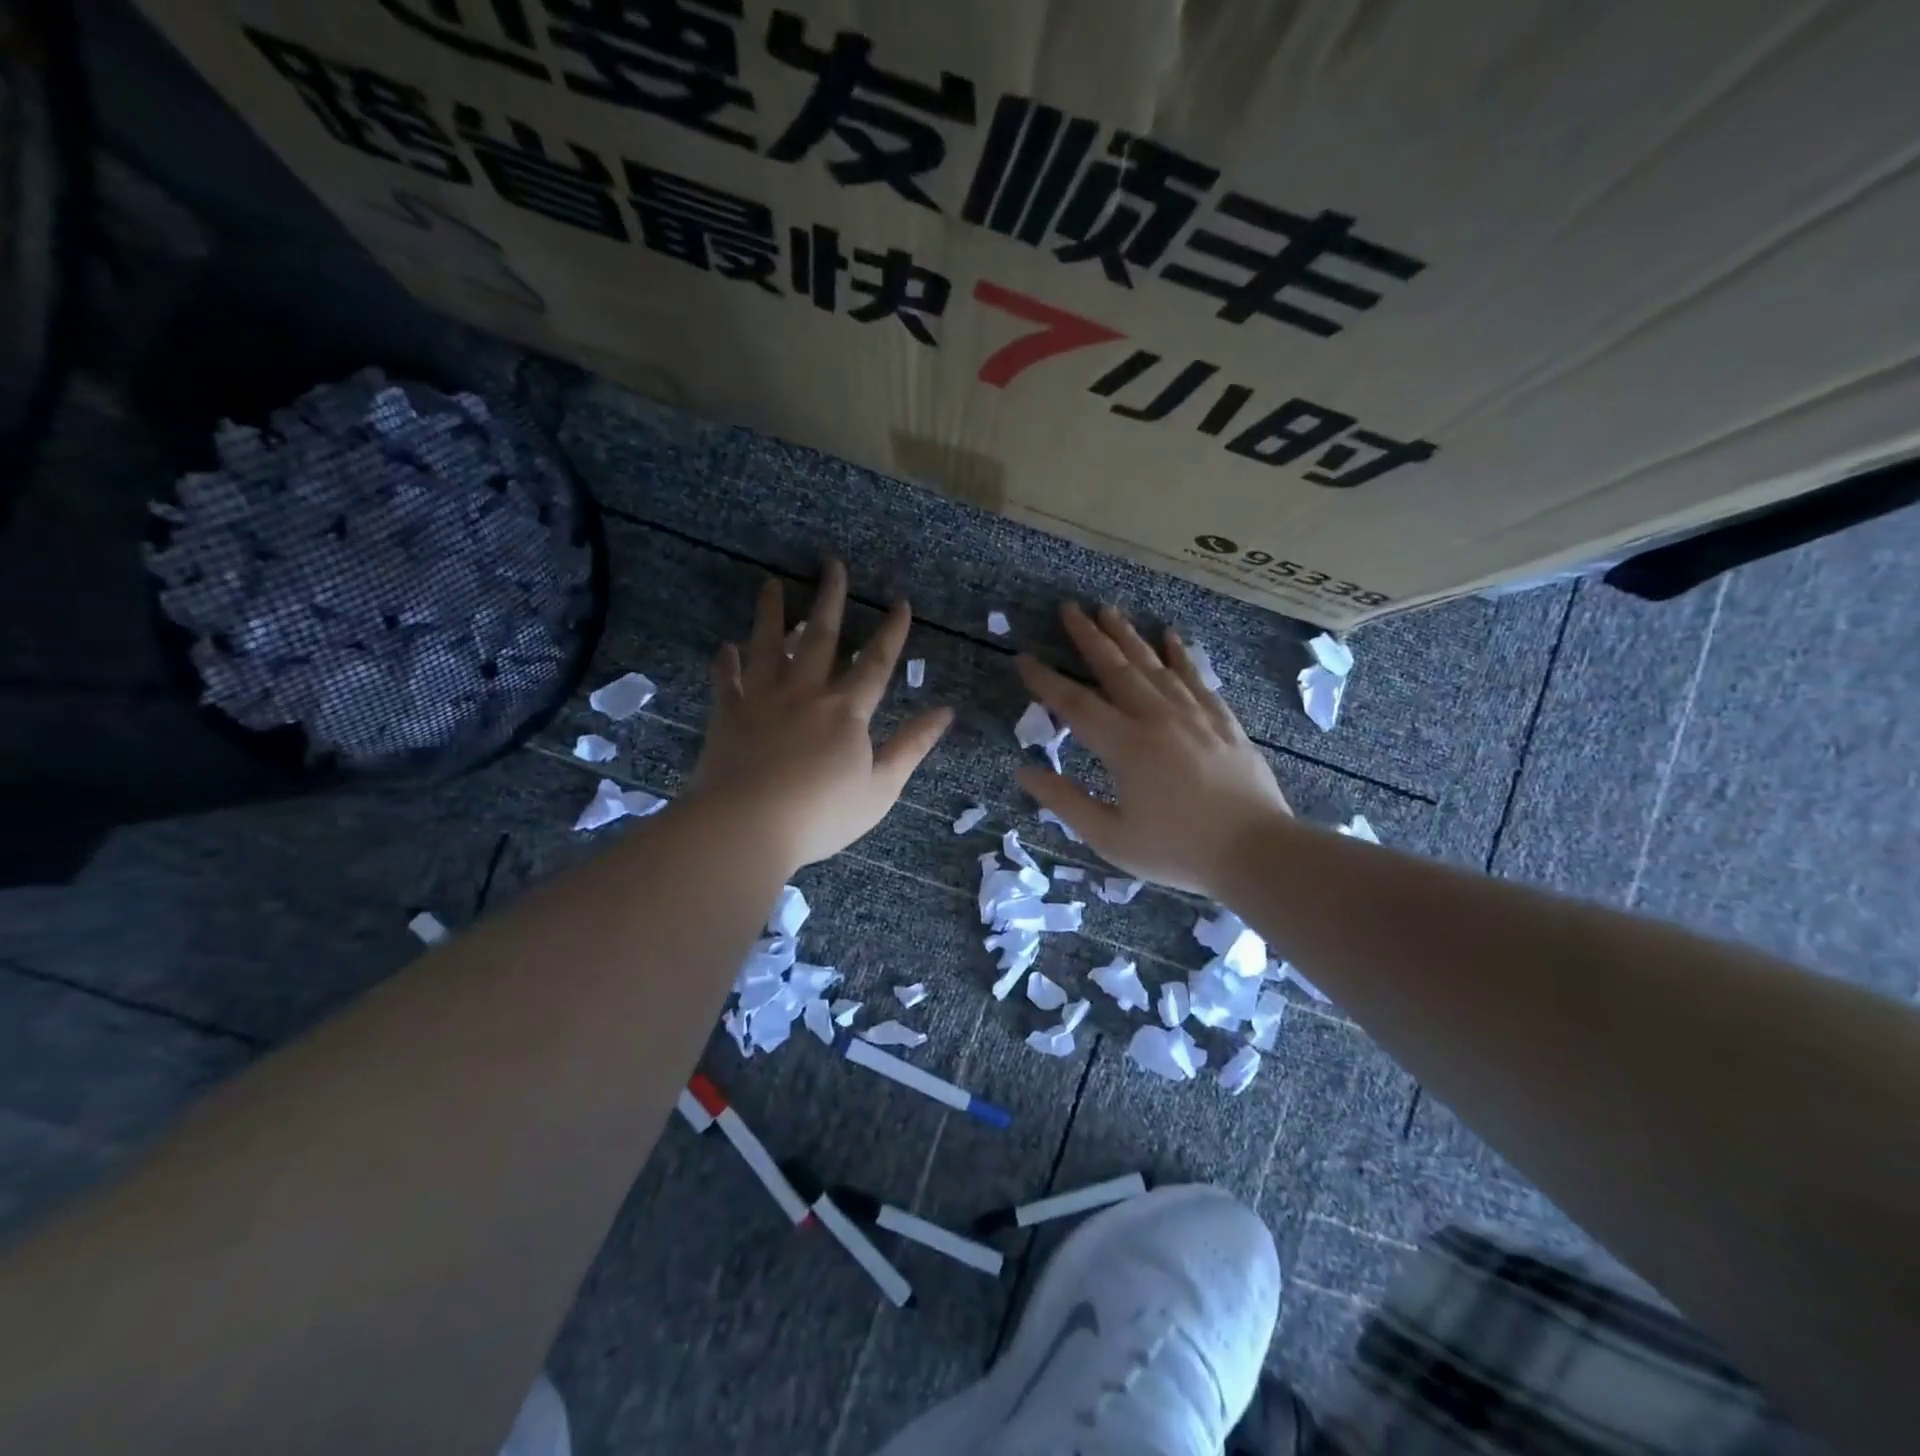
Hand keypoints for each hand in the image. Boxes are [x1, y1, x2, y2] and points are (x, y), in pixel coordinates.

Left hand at [690, 561, 952, 868]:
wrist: (748, 826)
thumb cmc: (822, 813)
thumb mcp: (881, 787)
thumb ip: (912, 746)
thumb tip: (945, 712)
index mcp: (846, 710)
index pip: (874, 662)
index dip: (890, 633)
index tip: (900, 602)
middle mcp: (805, 692)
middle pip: (820, 637)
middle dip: (830, 599)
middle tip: (832, 564)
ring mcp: (763, 700)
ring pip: (768, 646)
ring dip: (771, 614)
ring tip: (771, 584)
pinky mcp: (729, 715)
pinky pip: (727, 682)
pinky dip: (726, 663)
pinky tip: (725, 646)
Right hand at [1015, 603, 1290, 896]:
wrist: (1257, 852)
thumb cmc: (1177, 851)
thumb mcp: (1110, 837)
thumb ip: (1065, 802)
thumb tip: (1023, 772)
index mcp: (1125, 746)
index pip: (1075, 704)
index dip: (1046, 681)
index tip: (1024, 659)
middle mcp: (1157, 718)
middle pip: (1116, 668)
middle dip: (1089, 637)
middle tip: (1069, 608)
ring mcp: (1194, 714)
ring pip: (1154, 664)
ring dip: (1128, 635)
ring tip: (1109, 610)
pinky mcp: (1222, 720)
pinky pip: (1196, 676)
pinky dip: (1180, 654)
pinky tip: (1170, 635)